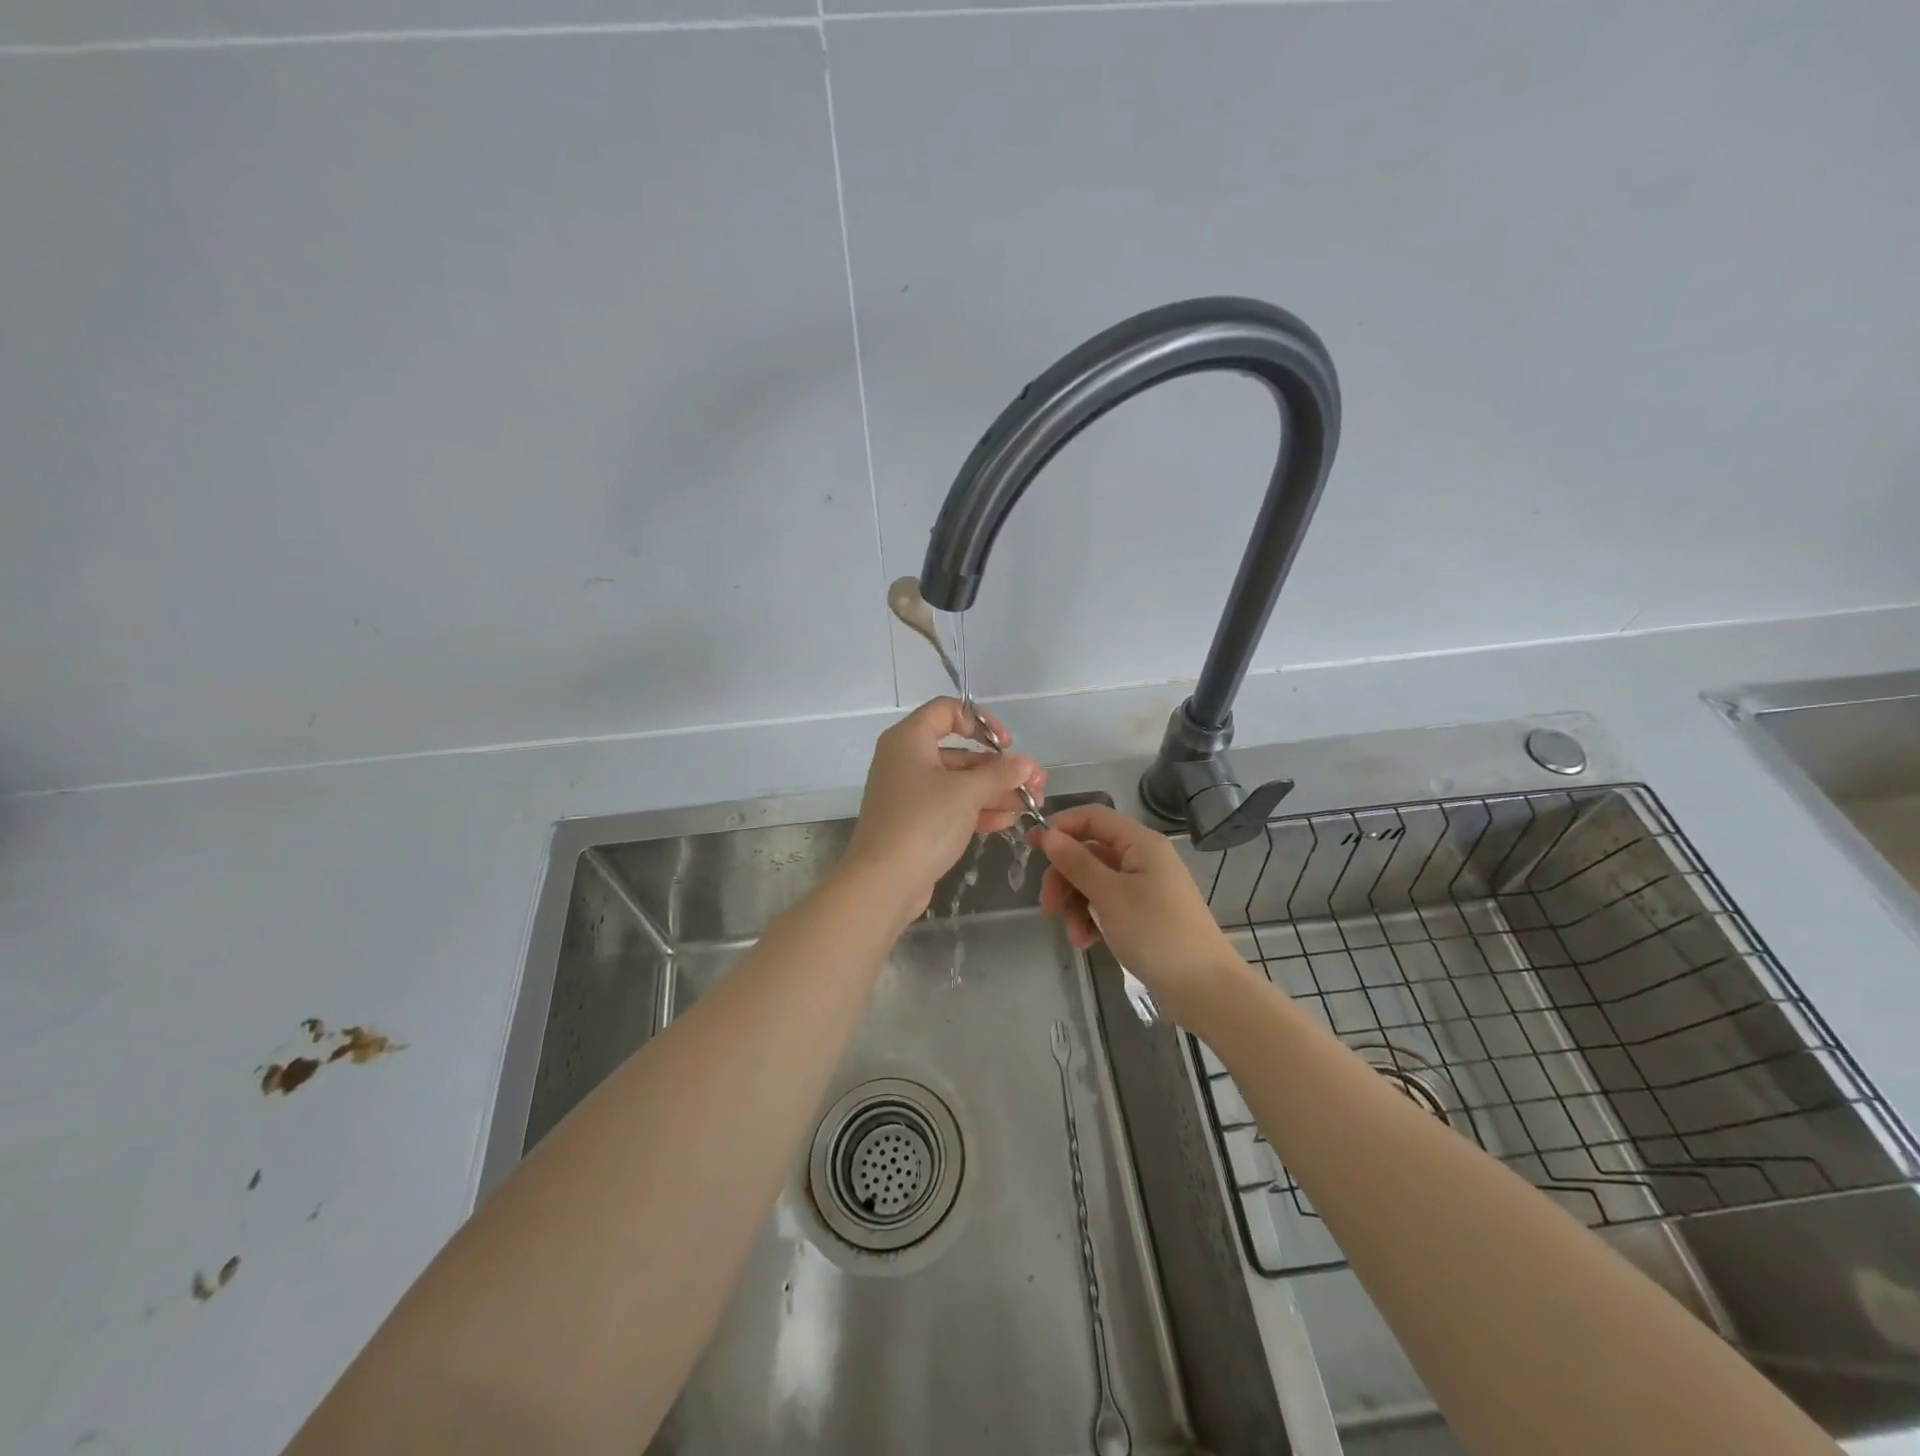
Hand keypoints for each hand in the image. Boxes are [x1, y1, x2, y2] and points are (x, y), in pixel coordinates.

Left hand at [843, 698, 1046, 922]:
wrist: (884, 882)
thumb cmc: (923, 823)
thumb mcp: (966, 793)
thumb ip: (1000, 774)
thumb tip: (1027, 764)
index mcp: (909, 740)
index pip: (947, 710)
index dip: (981, 721)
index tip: (1006, 745)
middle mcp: (907, 760)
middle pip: (960, 751)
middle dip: (1000, 767)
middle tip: (1035, 782)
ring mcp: (911, 794)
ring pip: (960, 783)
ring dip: (996, 791)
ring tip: (1032, 804)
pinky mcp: (916, 823)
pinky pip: (952, 807)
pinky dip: (979, 810)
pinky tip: (1009, 821)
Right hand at [1032, 804, 1251, 1026]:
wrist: (1204, 988)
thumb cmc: (1156, 932)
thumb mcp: (1110, 895)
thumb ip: (1076, 862)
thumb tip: (1047, 834)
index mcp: (1140, 843)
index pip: (1093, 817)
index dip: (1060, 827)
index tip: (1030, 848)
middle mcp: (1142, 858)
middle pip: (1089, 852)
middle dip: (1064, 878)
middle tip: (1047, 907)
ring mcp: (1143, 887)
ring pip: (1093, 882)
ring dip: (1076, 905)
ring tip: (1076, 936)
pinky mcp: (1143, 914)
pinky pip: (1106, 904)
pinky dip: (1092, 919)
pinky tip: (1088, 942)